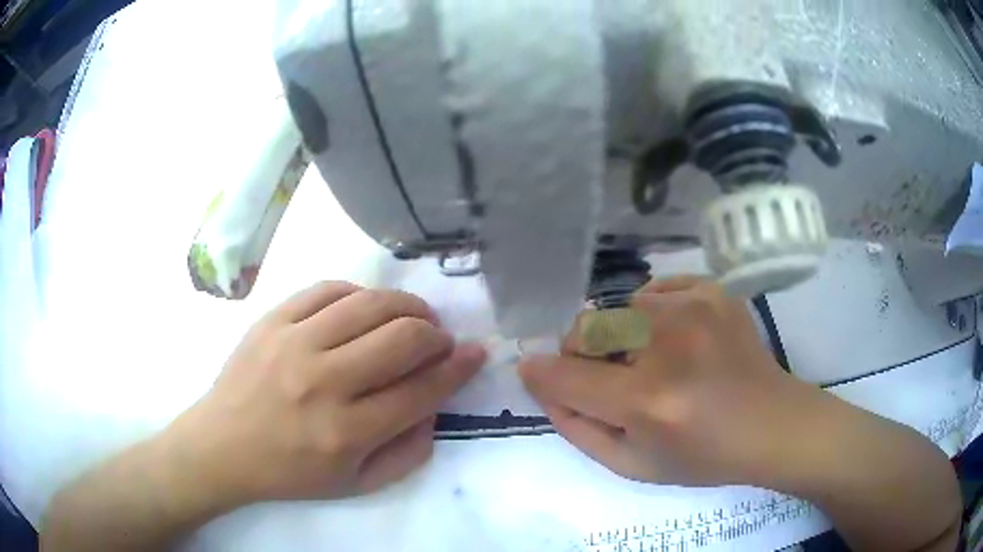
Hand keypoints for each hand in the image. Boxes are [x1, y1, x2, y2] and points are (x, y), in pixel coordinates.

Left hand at [164, 281, 485, 506]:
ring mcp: (293, 343)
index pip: (420, 390)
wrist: (223, 446)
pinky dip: (359, 294)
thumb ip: (408, 453)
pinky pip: (328, 289)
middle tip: (439, 340)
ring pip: (369, 304)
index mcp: (346, 432)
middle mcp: (322, 383)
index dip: (457, 368)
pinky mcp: (272, 319)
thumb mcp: (357, 485)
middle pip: (401, 338)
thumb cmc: (290, 472)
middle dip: (436, 334)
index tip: (475, 354)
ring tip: (413, 317)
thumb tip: (435, 408)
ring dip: (406, 306)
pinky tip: (366, 307)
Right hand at [518, 276, 812, 486]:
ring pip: (618, 308)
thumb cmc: (703, 456)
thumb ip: (577, 427)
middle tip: (611, 379)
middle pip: (587, 328)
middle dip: (583, 355)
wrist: (771, 424)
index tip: (534, 371)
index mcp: (648, 400)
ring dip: (619, 337)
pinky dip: (650, 314)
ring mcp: (694, 308)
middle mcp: (668, 344)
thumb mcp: (632, 465)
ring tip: (651, 361)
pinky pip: (654, 292)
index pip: (565, 375)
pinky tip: (675, 340)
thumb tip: (543, 382)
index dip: (541, 373)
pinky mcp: (712, 291)